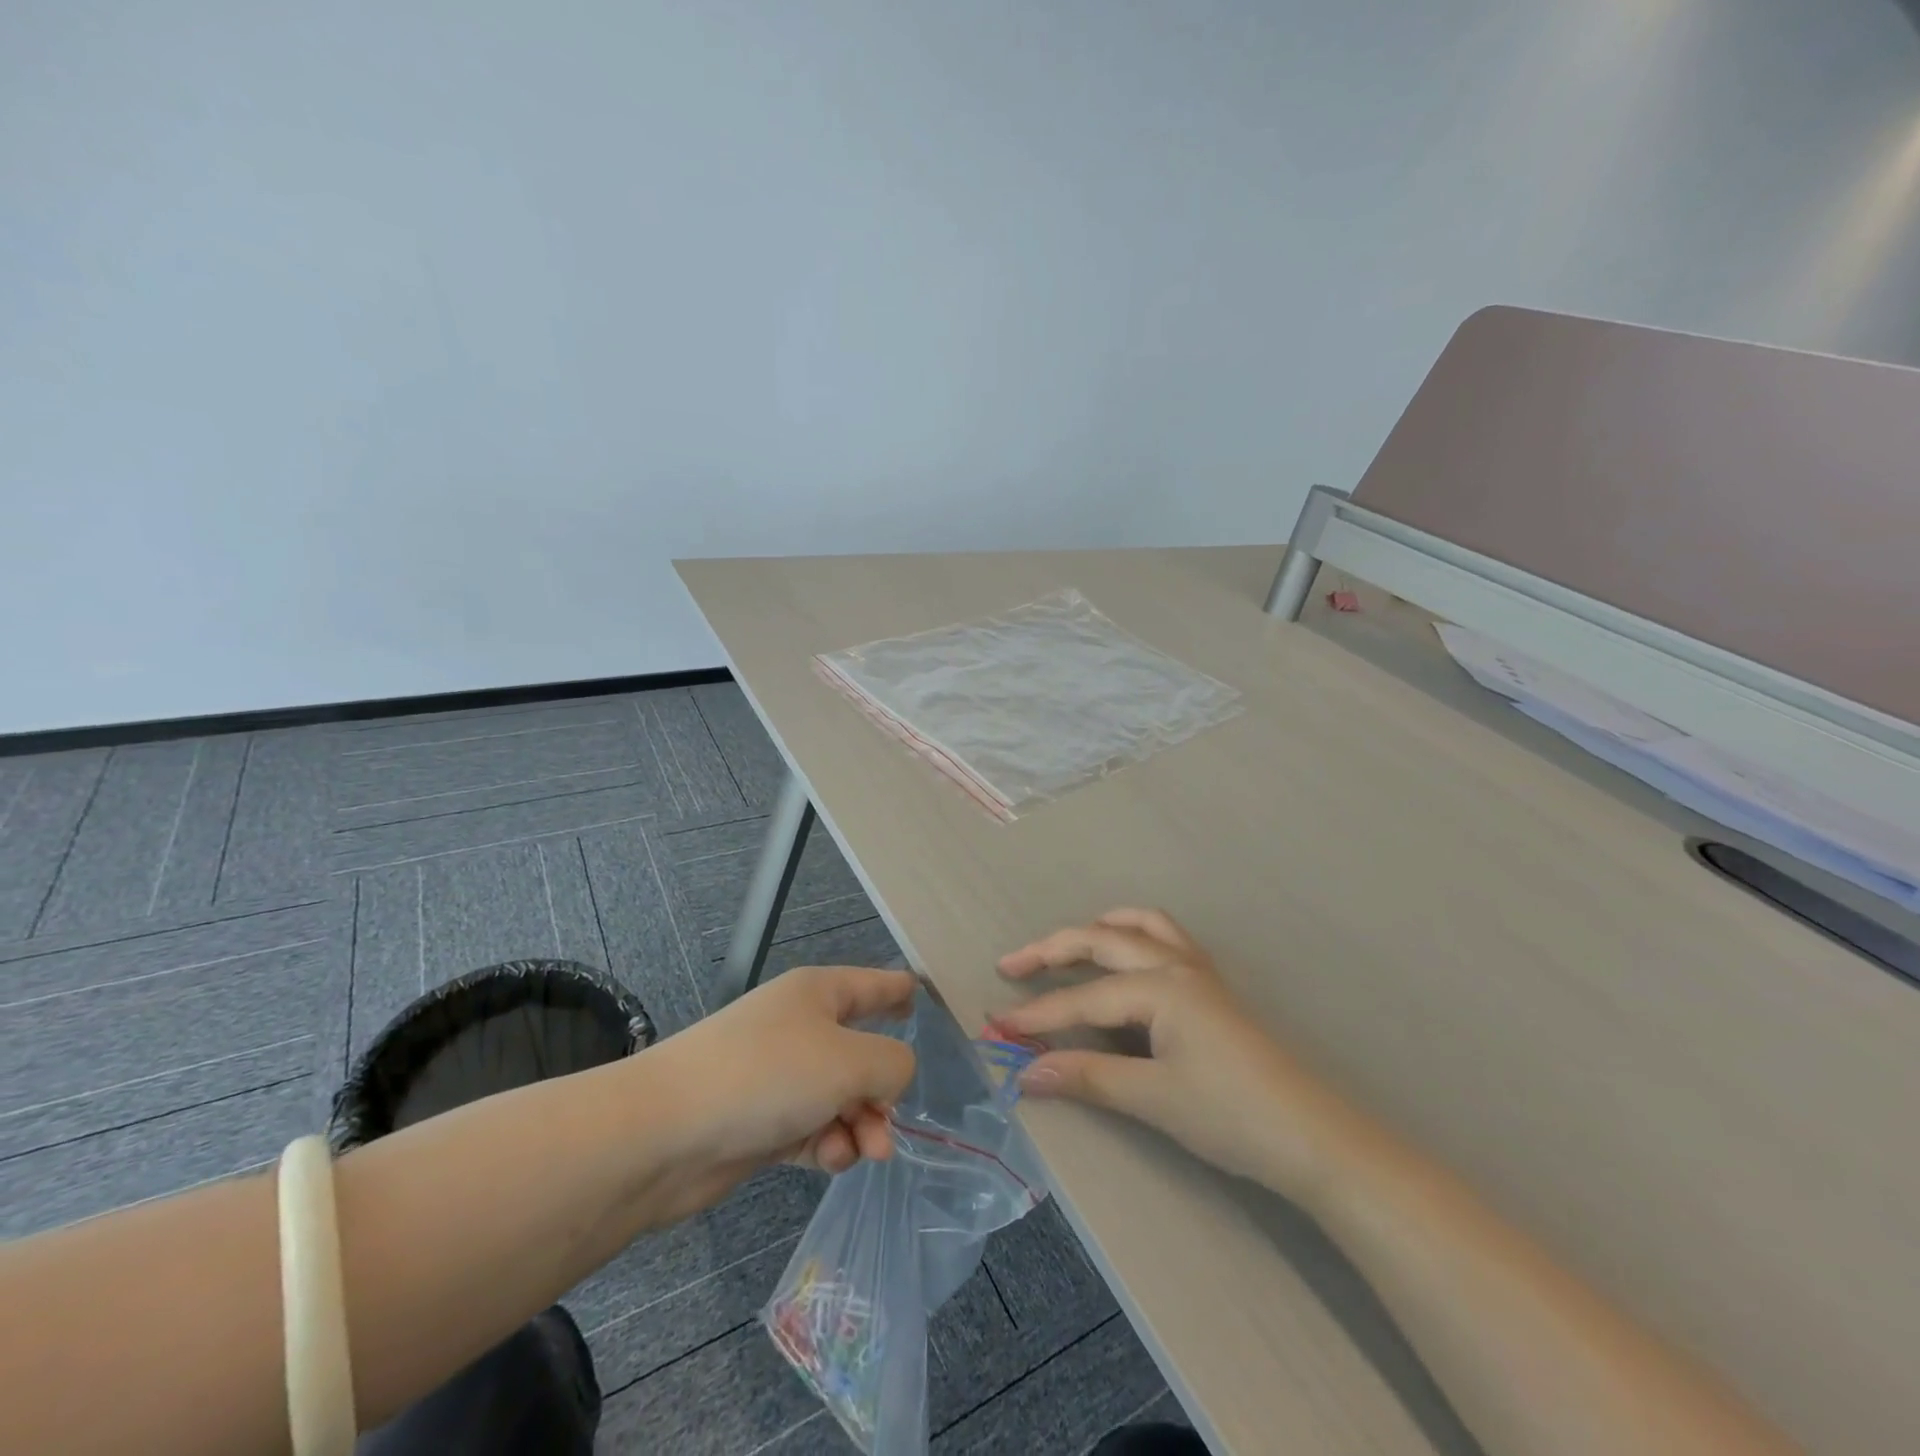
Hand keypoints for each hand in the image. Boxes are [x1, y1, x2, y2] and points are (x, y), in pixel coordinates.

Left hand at [642, 966, 917, 1220]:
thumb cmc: (768, 1075)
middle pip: (861, 1053)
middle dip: (881, 1092)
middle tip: (887, 1128)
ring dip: (858, 1125)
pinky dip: (826, 1145)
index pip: (874, 984)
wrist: (666, 1133)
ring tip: (863, 1153)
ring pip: (840, 1098)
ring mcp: (777, 1076)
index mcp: (819, 993)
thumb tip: (893, 1076)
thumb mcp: (849, 1061)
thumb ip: (892, 1064)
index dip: (902, 990)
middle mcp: (800, 1028)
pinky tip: (827, 1160)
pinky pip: (812, 1128)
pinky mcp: (761, 1121)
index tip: (926, 1000)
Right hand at [995, 909, 1347, 1197]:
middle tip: (1011, 965)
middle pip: (1102, 940)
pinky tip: (1126, 961)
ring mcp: (1199, 971)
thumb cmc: (1231, 1114)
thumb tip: (1025, 1072)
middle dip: (1052, 950)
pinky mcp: (1213, 987)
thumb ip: (1088, 1076)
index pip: (1083, 997)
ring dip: (1099, 929)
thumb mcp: (1153, 1098)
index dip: (1037, 1014)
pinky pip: (1166, 939)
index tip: (995, 1026)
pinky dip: (1134, 935)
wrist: (1313, 1137)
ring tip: (1068, 946)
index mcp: (1160, 986)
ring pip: (1140, 926)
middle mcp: (1176, 964)